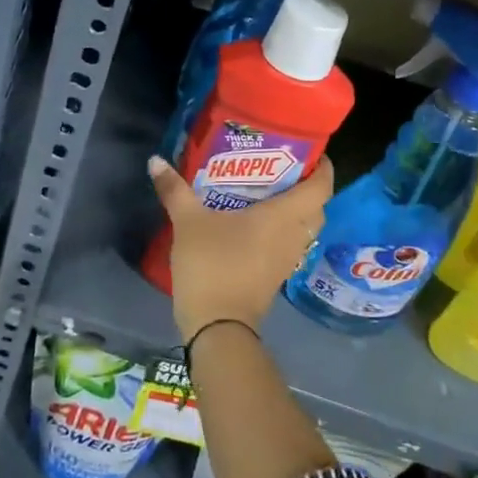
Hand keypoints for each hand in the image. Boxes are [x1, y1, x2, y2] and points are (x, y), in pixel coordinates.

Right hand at [148, 155, 333, 341]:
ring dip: (295, 210)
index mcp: (284, 216)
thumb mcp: (188, 222)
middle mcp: (294, 235)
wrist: (217, 327)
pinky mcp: (276, 276)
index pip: (321, 187)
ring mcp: (287, 258)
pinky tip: (256, 222)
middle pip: (316, 207)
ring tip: (269, 190)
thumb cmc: (212, 265)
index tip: (310, 151)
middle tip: (283, 167)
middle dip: (307, 186)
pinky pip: (289, 243)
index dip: (322, 167)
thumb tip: (155, 160)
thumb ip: (174, 190)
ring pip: (304, 227)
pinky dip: (282, 230)